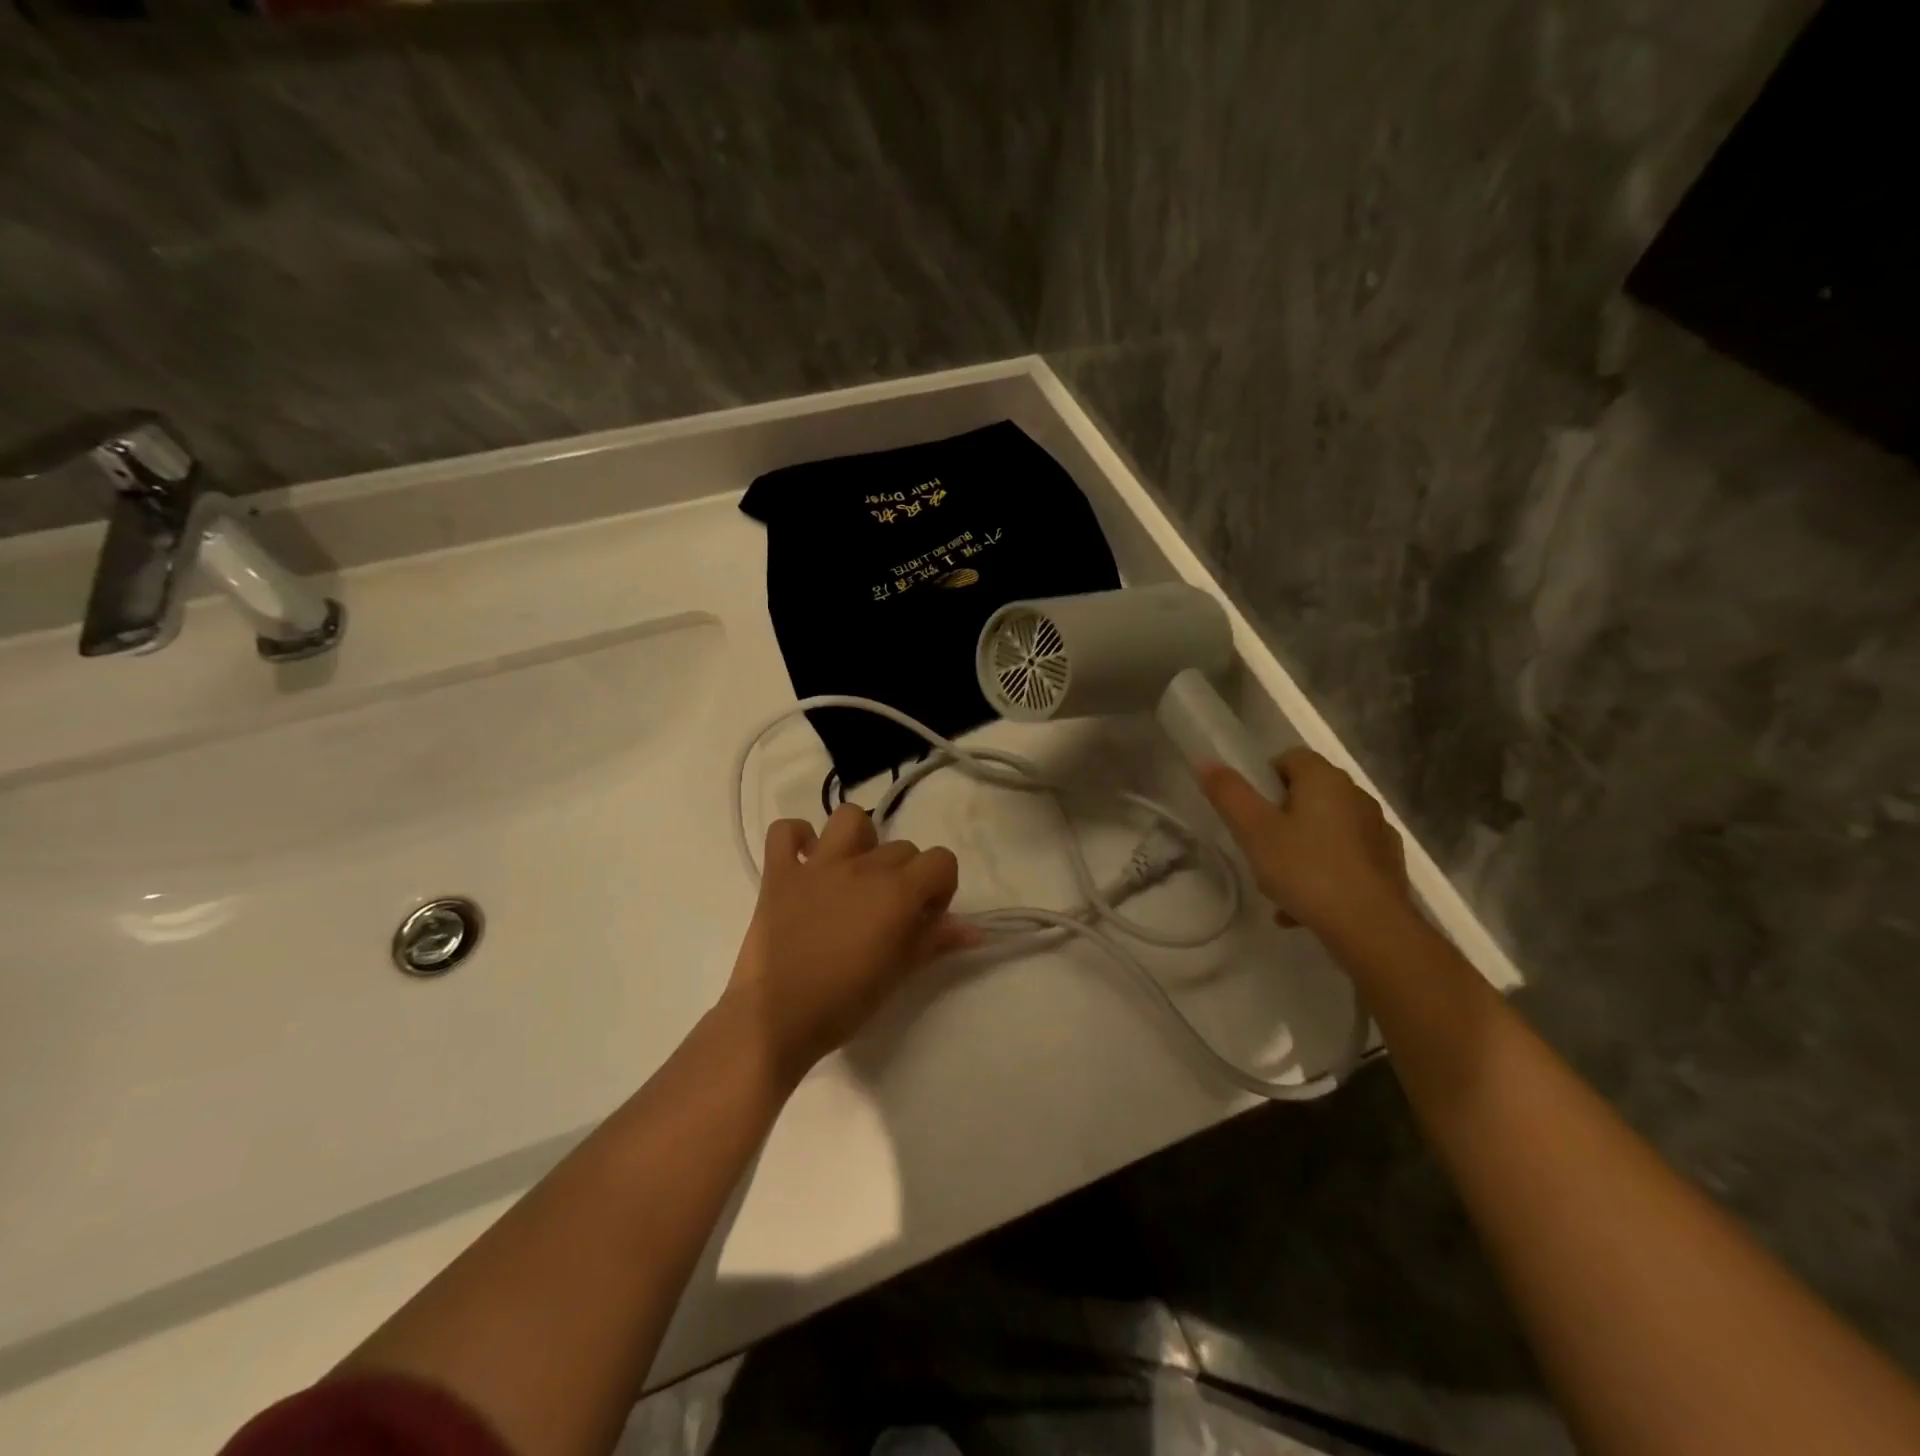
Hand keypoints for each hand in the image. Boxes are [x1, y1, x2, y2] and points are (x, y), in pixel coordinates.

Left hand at [726, 804, 975, 1081]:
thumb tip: (975, 930)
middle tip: (889, 915)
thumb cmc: (845, 1002)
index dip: (941, 888)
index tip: (925, 919)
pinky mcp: (779, 873)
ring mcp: (817, 865)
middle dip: (905, 877)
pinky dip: (797, 838)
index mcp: (896, 891)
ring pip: (849, 818)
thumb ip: (936, 941)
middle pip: (902, 848)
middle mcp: (861, 866)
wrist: (776, 1019)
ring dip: (859, 839)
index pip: (941, 860)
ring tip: (854, 872)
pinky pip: (785, 831)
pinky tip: (804, 861)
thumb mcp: (899, 973)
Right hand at [1199, 747, 1411, 936]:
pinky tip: (1303, 905)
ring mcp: (1377, 831)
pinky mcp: (1388, 864)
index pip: (1290, 758)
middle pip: (1308, 793)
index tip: (1250, 810)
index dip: (1264, 778)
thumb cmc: (1306, 869)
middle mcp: (1357, 796)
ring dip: (1301, 846)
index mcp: (1325, 780)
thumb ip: (1229, 794)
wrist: (1371, 928)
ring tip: (1278, 883)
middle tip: (1259, 846)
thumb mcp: (1254, 831)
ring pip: (1326, 828)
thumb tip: (1205, 762)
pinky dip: (1323, 871)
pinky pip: (1344, 858)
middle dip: (1281, 816)